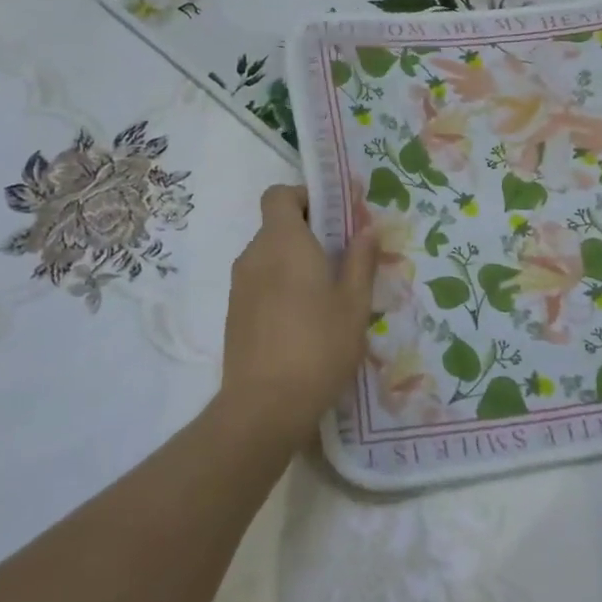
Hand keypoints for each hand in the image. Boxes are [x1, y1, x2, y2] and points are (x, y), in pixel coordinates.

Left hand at [220, 185, 379, 440]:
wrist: (264, 406)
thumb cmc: (318, 346)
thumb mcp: (354, 304)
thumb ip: (361, 260)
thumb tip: (367, 228)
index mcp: (283, 242)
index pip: (279, 194)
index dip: (304, 196)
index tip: (333, 217)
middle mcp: (254, 255)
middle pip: (277, 226)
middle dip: (309, 233)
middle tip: (344, 259)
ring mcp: (240, 286)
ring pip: (270, 257)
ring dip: (296, 262)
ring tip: (328, 295)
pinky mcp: (234, 313)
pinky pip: (260, 283)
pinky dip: (281, 286)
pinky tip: (304, 321)